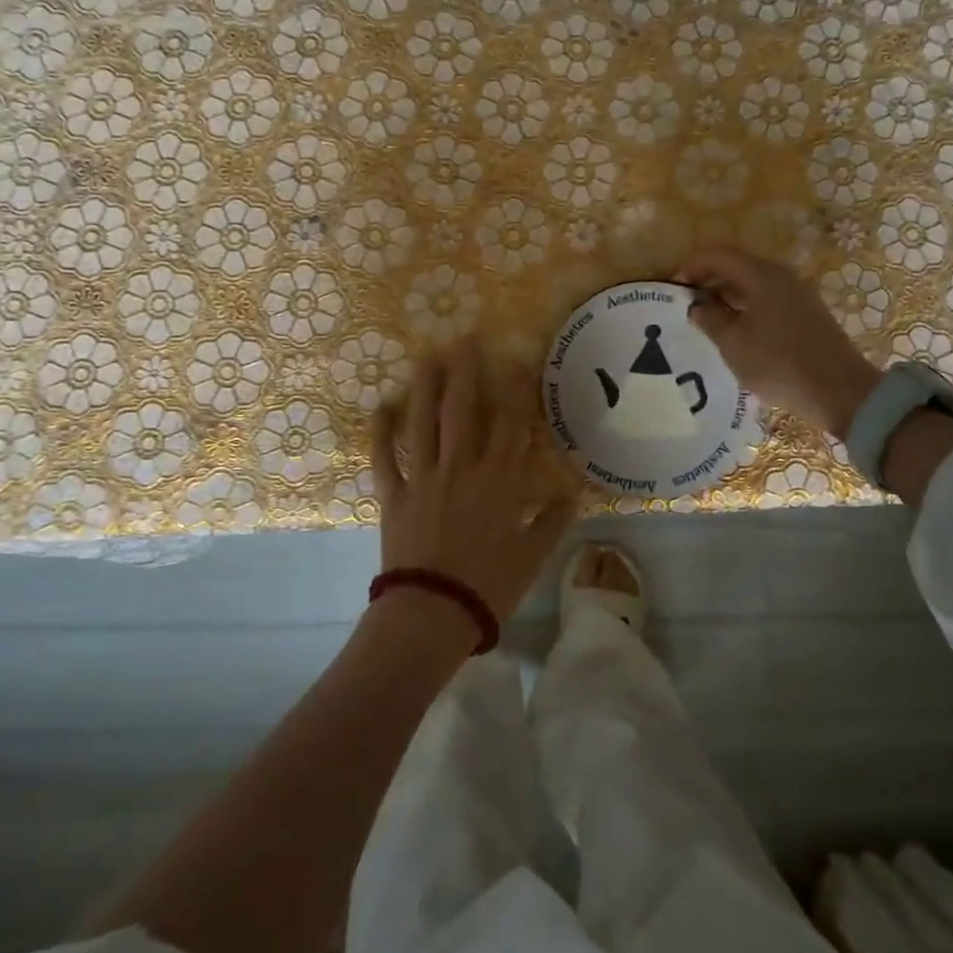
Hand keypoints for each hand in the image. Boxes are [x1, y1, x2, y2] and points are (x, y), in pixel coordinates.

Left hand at [373, 342, 581, 623]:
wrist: (432, 612)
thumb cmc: (489, 585)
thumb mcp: (532, 556)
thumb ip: (553, 521)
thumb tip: (572, 495)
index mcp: (499, 481)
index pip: (510, 425)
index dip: (514, 390)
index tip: (515, 361)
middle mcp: (461, 468)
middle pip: (463, 411)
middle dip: (465, 373)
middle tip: (464, 339)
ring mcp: (424, 478)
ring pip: (423, 424)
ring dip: (425, 388)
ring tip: (427, 358)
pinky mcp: (393, 495)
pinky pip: (384, 458)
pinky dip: (380, 433)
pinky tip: (380, 407)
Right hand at [674, 248, 883, 442]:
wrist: (839, 391)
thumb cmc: (778, 363)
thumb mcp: (733, 343)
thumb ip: (710, 318)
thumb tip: (696, 305)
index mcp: (762, 276)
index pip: (720, 256)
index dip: (693, 267)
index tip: (674, 288)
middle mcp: (782, 277)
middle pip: (738, 267)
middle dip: (709, 281)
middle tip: (687, 305)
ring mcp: (799, 295)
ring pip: (754, 285)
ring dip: (728, 296)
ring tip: (708, 321)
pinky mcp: (807, 315)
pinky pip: (768, 300)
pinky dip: (746, 308)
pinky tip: (737, 332)